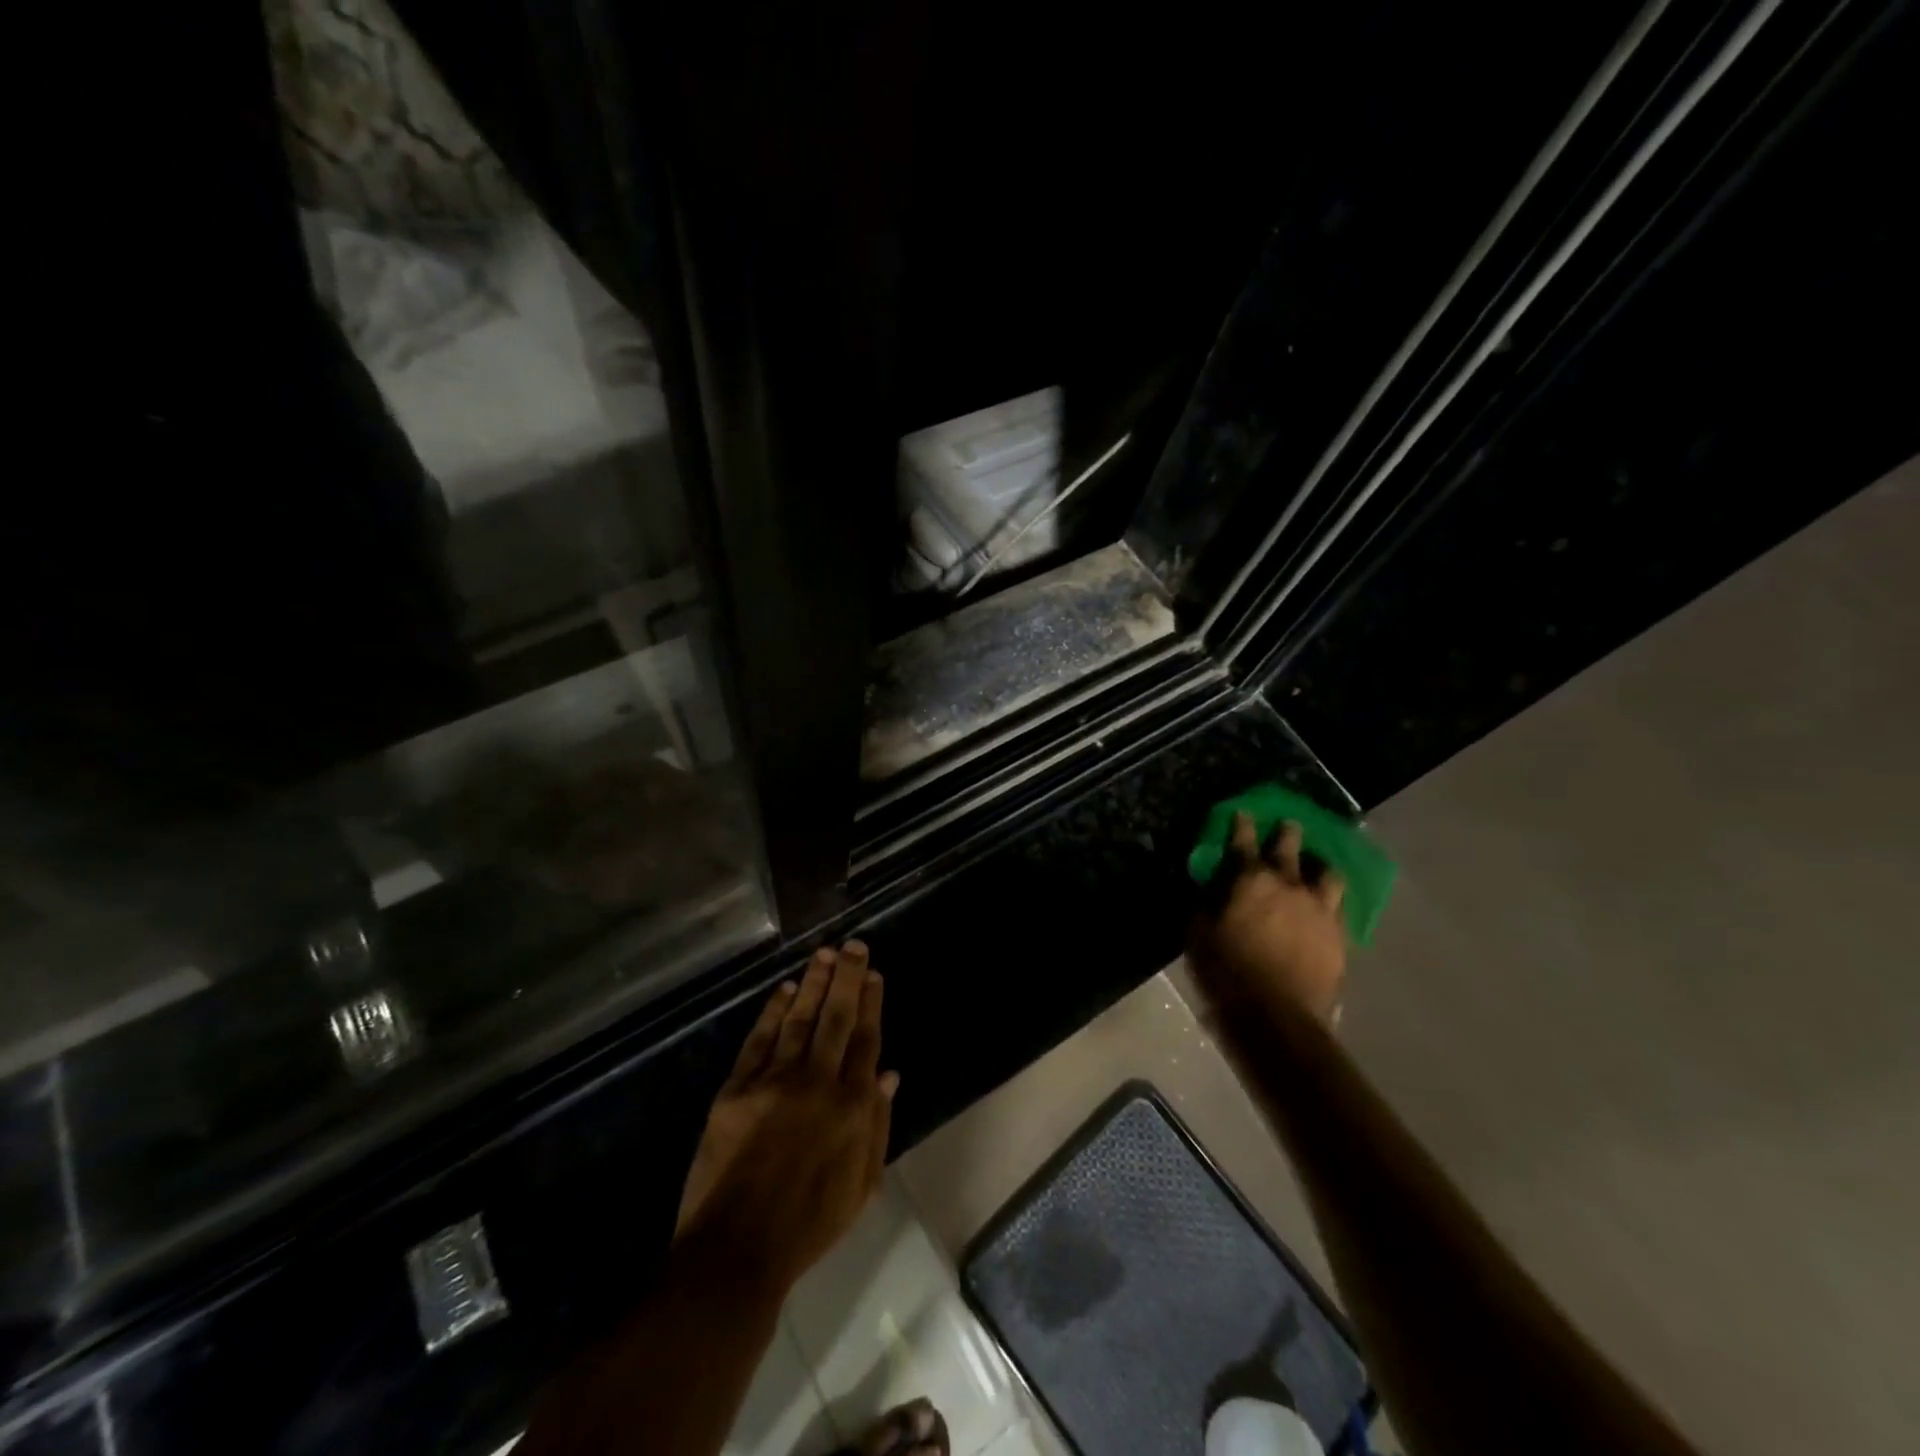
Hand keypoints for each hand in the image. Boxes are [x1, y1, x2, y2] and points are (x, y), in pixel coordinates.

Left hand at [675, 942, 897, 1295]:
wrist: (736, 1252)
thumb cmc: (808, 1226)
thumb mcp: (862, 1185)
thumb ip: (877, 1124)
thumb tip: (889, 1073)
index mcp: (851, 1107)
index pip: (865, 1040)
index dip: (871, 1003)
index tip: (874, 974)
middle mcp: (817, 1083)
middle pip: (836, 1018)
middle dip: (846, 978)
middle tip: (853, 945)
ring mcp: (774, 1082)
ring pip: (799, 1020)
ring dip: (812, 983)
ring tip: (823, 954)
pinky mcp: (737, 1089)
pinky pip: (759, 1040)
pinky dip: (773, 1012)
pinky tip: (784, 989)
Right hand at [1191, 813, 1347, 1026]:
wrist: (1278, 1017)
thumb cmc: (1227, 972)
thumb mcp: (1199, 935)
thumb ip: (1206, 906)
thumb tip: (1210, 889)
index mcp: (1250, 881)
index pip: (1243, 843)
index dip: (1241, 825)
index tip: (1242, 812)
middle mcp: (1289, 885)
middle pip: (1291, 848)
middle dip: (1287, 833)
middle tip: (1288, 825)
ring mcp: (1320, 910)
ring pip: (1328, 874)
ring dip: (1319, 865)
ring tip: (1317, 866)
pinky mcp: (1341, 936)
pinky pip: (1340, 907)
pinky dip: (1332, 899)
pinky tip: (1328, 904)